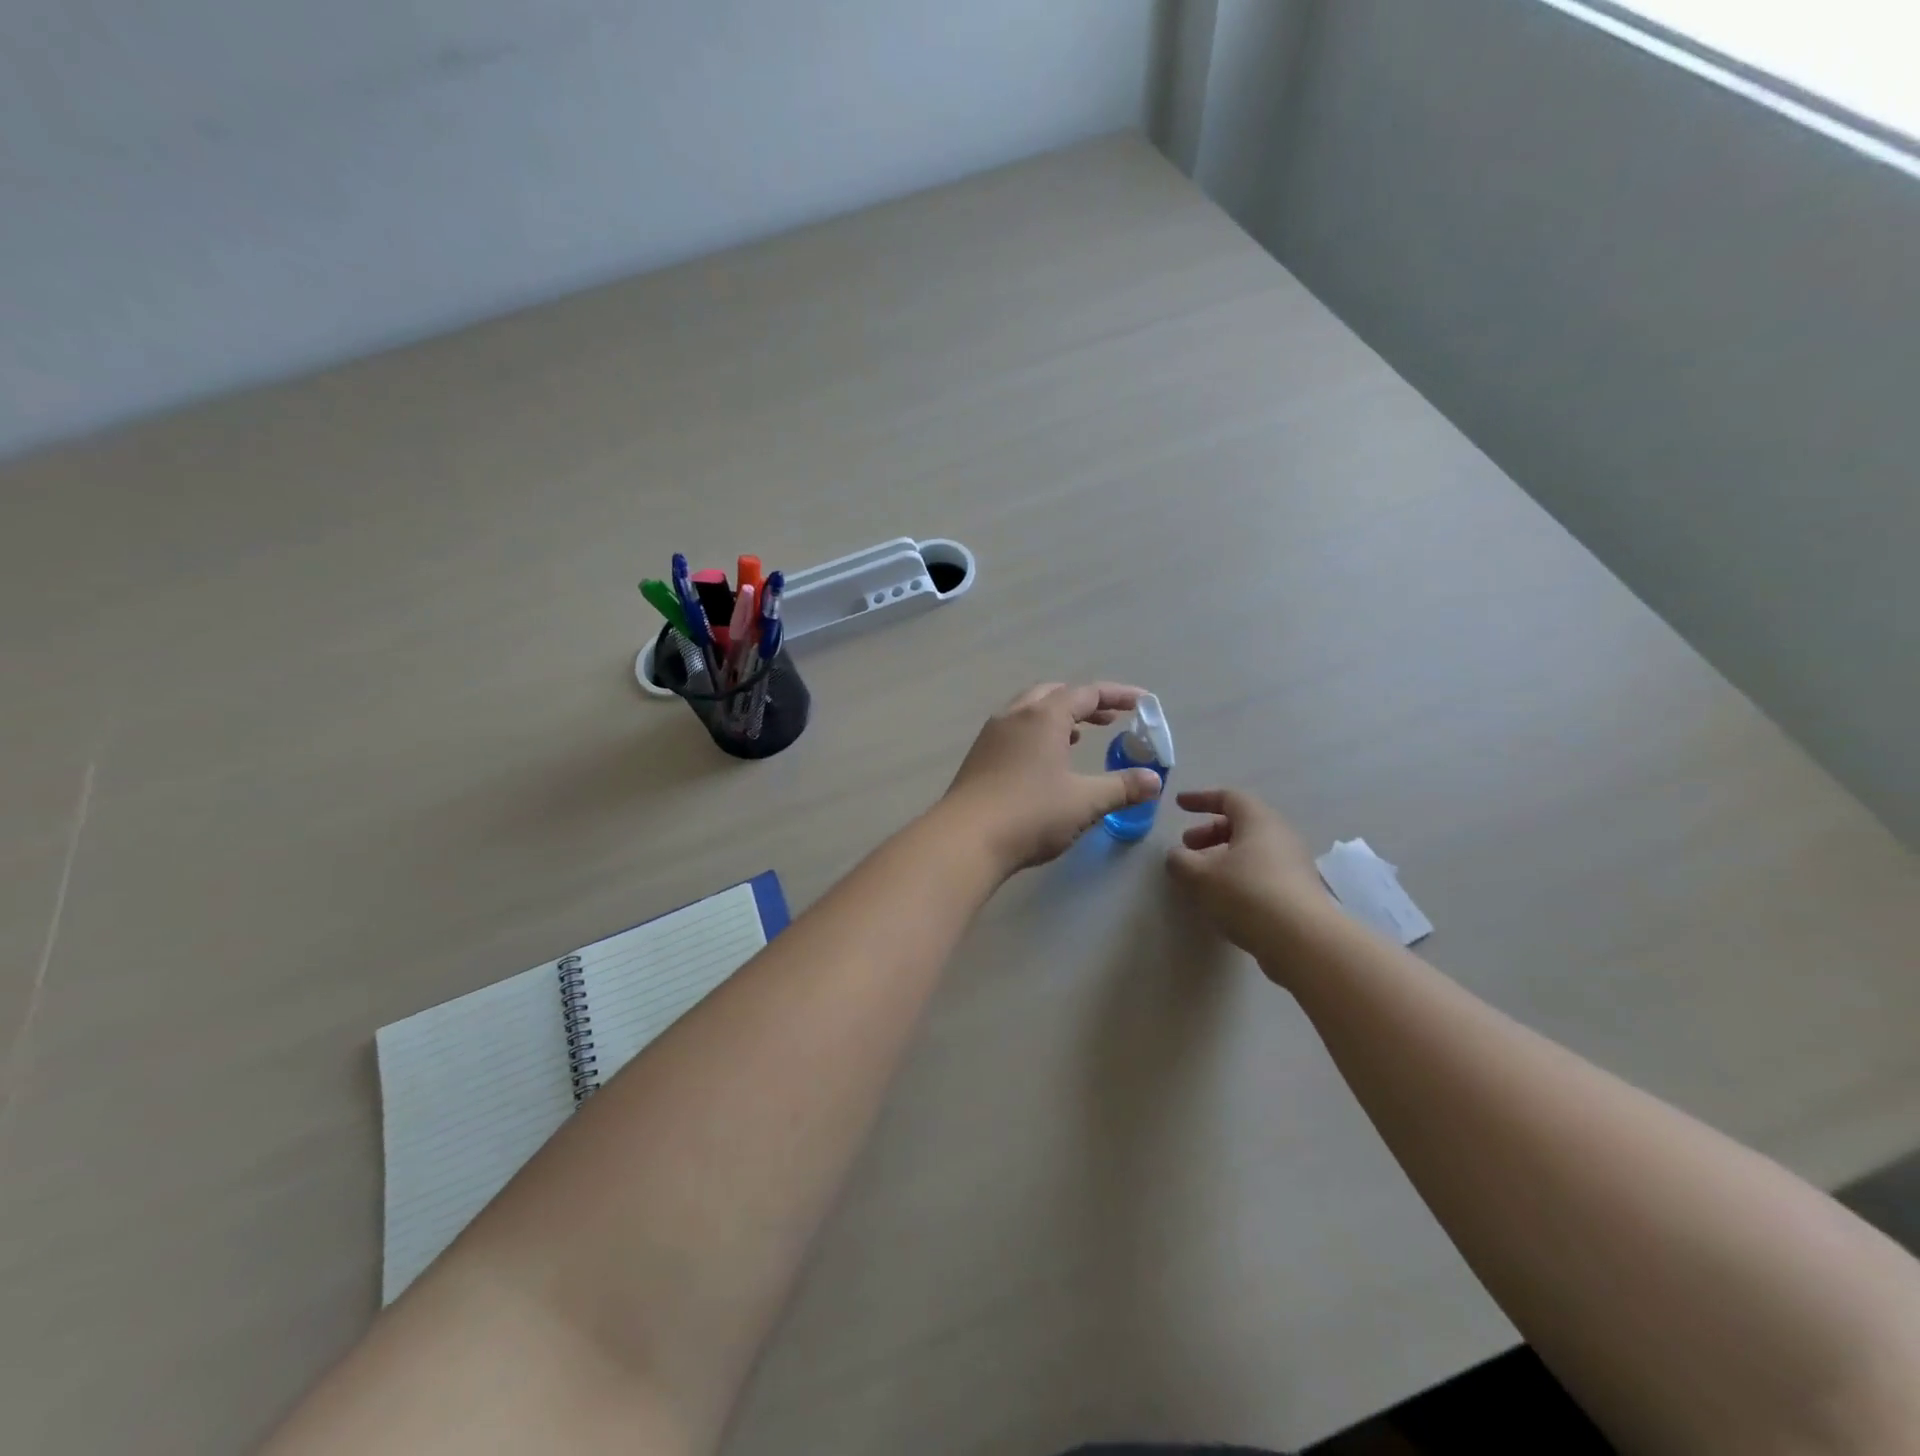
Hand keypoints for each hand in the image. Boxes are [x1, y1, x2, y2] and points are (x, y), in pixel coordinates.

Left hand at [942, 682, 1162, 874]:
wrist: (965, 839)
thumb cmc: (1030, 814)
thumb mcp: (1085, 802)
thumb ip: (1122, 787)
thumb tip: (1154, 780)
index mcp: (1044, 716)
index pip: (1087, 693)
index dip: (1117, 695)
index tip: (1142, 702)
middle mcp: (1015, 716)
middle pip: (1054, 694)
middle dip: (1085, 702)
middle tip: (1110, 719)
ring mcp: (991, 735)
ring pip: (1029, 711)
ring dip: (1058, 717)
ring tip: (1080, 736)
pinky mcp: (978, 757)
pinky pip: (1014, 730)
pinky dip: (1037, 733)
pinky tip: (1044, 760)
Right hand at [1164, 788, 1330, 969]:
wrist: (1303, 941)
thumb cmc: (1247, 894)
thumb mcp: (1200, 876)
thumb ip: (1180, 861)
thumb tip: (1177, 856)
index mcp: (1259, 821)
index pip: (1229, 798)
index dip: (1201, 799)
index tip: (1179, 805)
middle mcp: (1281, 836)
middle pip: (1242, 824)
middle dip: (1210, 832)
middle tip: (1187, 847)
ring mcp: (1294, 865)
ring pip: (1253, 851)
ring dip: (1224, 857)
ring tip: (1202, 877)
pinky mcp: (1299, 892)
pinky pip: (1263, 872)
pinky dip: (1239, 876)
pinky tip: (1225, 899)